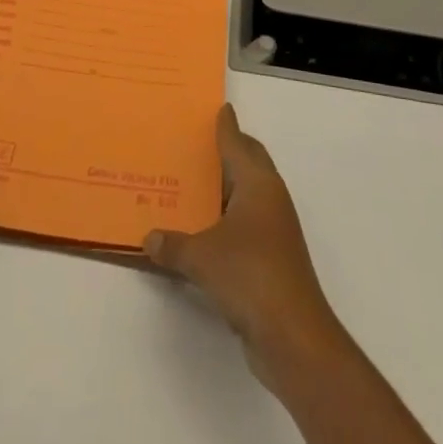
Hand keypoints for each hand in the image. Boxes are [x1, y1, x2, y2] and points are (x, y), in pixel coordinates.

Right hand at [144, 105, 345, 390]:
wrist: (294, 336)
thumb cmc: (250, 276)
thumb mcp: (202, 257)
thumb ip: (173, 244)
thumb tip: (148, 239)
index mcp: (258, 183)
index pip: (238, 142)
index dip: (226, 125)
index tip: (217, 107)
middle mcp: (269, 198)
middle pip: (248, 162)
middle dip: (227, 151)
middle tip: (195, 143)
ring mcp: (274, 230)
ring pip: (245, 195)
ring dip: (223, 189)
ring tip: (189, 184)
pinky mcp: (272, 259)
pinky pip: (243, 225)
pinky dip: (224, 221)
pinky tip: (200, 231)